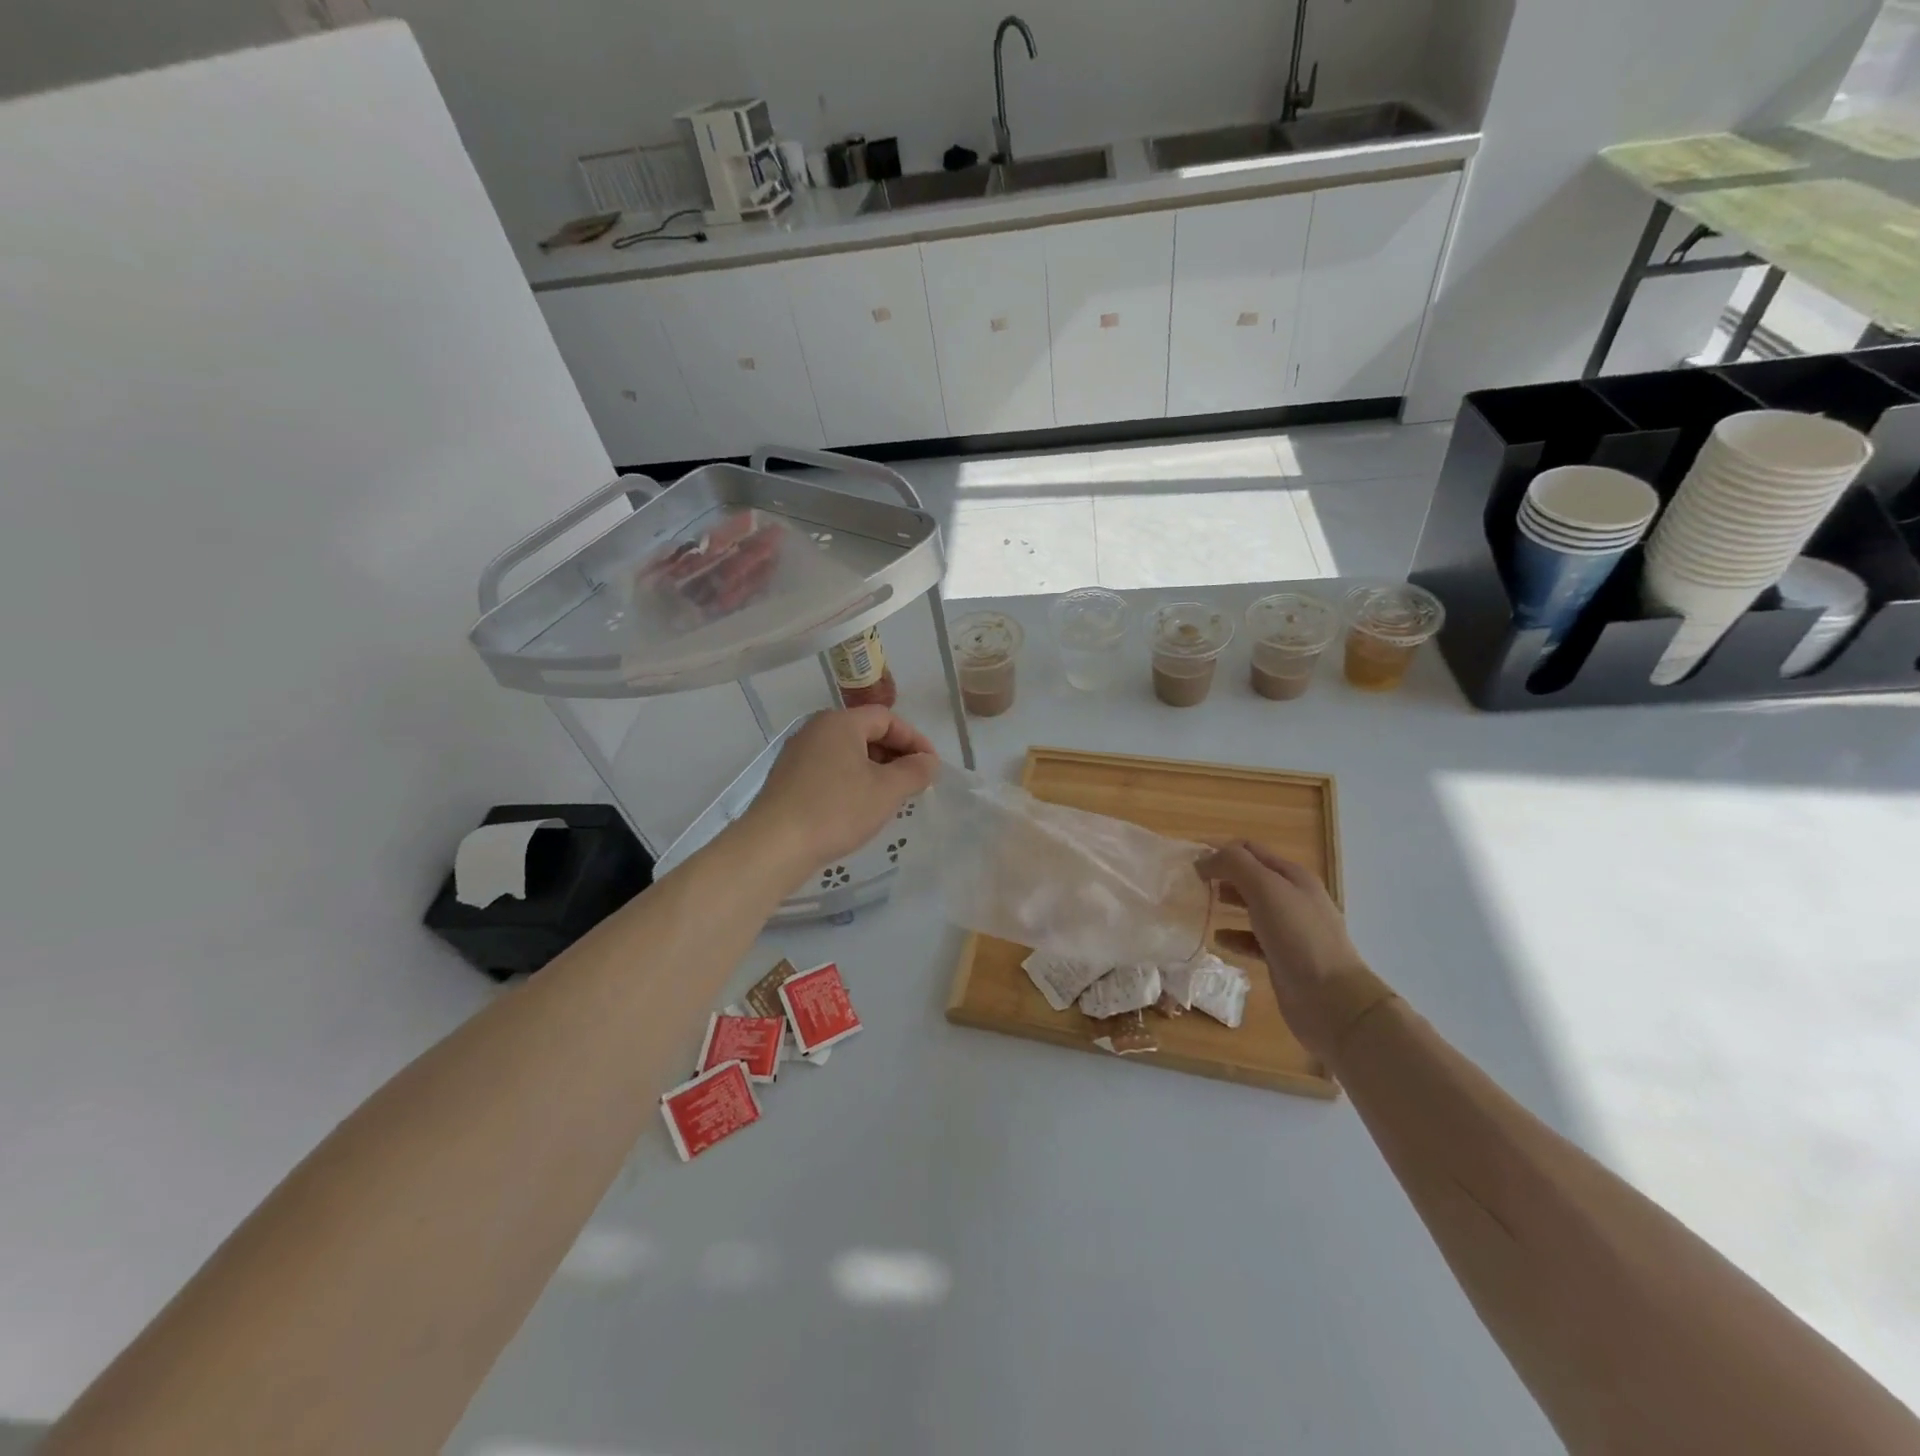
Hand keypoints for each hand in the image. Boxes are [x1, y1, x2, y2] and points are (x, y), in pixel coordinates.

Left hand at [745, 707, 937, 873]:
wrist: (774, 845)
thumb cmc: (836, 810)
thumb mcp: (886, 791)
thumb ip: (914, 771)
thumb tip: (929, 761)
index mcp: (840, 722)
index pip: (887, 718)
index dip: (914, 740)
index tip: (931, 766)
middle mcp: (816, 730)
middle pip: (865, 732)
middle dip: (895, 755)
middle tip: (915, 782)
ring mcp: (798, 754)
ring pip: (847, 753)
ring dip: (874, 770)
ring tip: (891, 798)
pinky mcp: (787, 779)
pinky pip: (829, 770)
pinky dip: (851, 781)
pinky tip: (859, 808)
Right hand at [1198, 841, 1367, 1058]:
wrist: (1332, 999)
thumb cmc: (1298, 936)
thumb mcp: (1266, 889)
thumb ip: (1234, 865)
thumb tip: (1204, 858)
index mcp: (1292, 876)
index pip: (1250, 849)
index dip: (1220, 849)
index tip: (1189, 860)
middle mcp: (1293, 898)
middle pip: (1251, 876)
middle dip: (1221, 875)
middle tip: (1190, 883)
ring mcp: (1290, 929)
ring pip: (1251, 907)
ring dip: (1226, 903)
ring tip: (1199, 906)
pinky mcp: (1283, 957)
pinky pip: (1252, 939)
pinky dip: (1234, 936)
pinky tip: (1219, 939)